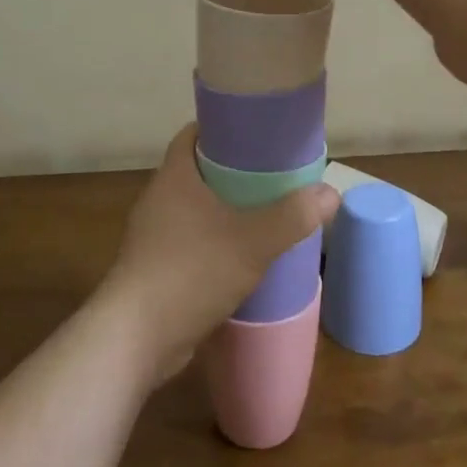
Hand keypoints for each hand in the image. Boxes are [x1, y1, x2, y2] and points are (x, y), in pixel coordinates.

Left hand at [99, 126, 336, 382]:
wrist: (135, 338)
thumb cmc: (191, 272)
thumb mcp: (252, 242)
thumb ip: (292, 217)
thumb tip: (330, 193)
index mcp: (174, 176)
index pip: (194, 134)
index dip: (223, 128)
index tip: (256, 133)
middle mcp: (158, 198)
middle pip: (197, 170)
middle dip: (232, 171)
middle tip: (271, 174)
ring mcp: (152, 235)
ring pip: (193, 208)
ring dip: (222, 209)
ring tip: (262, 213)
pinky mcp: (153, 268)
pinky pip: (188, 240)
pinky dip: (212, 241)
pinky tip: (239, 257)